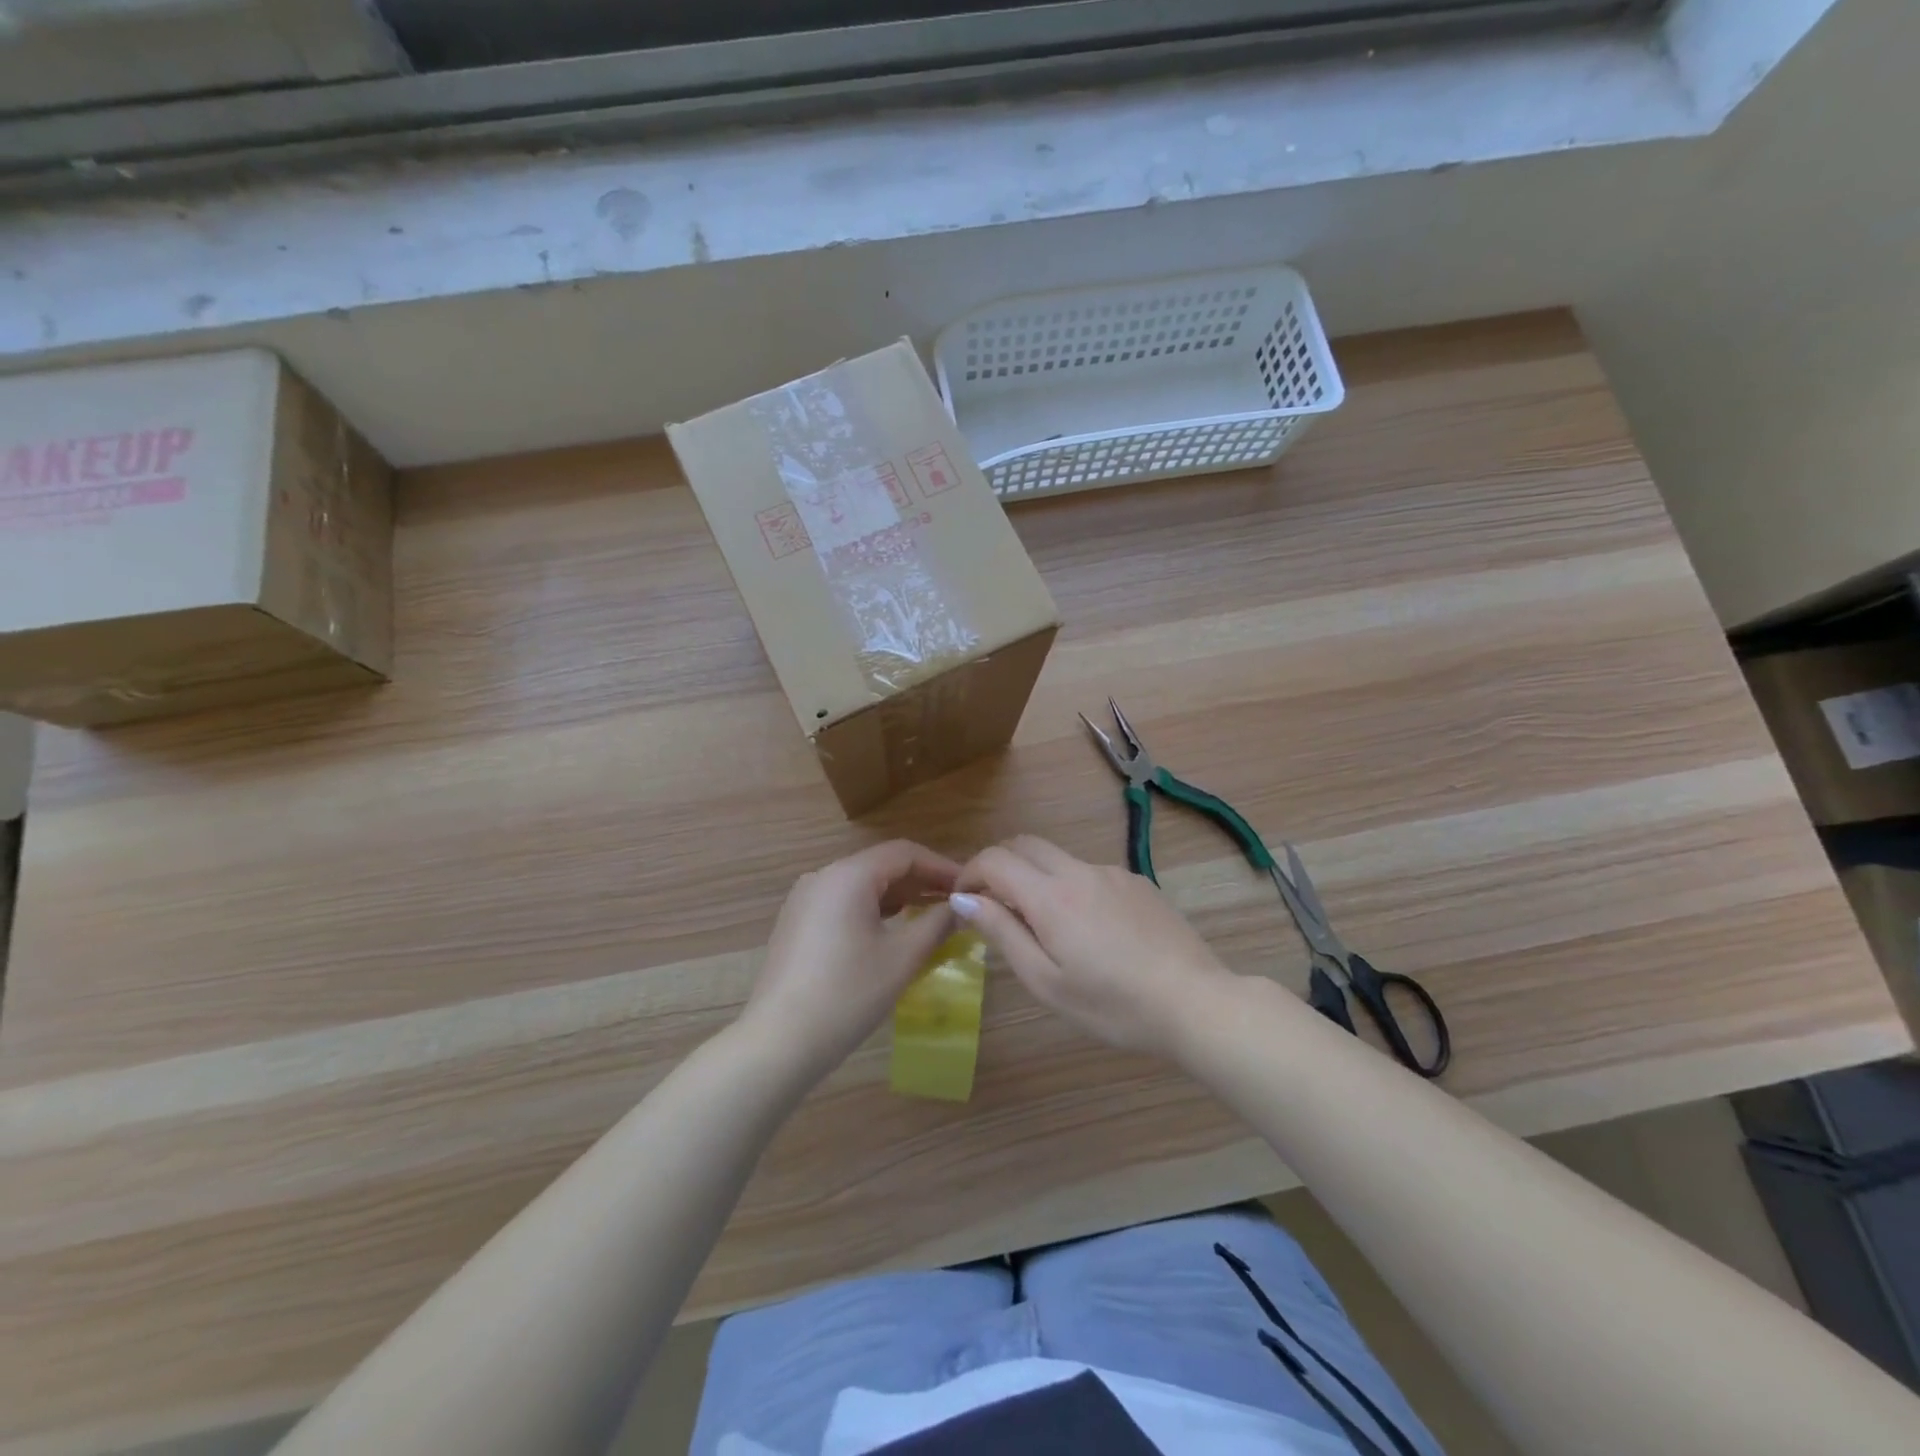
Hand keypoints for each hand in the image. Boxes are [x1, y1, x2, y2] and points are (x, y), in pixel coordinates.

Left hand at [739, 840, 961, 1078]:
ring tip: (930, 917)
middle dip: (920, 881)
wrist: (779, 1042)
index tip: (968, 886)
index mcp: (848, 875)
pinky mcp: (795, 923)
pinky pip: (842, 903)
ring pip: (861, 885)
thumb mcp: (902, 958)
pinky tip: (891, 931)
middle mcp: (823, 877)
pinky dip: (872, 910)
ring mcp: (804, 900)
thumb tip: (961, 906)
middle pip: (881, 865)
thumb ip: (937, 924)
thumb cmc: (848, 994)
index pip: (904, 853)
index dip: (940, 865)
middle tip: (955, 903)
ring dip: (898, 896)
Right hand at [952, 836, 1236, 1055]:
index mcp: (1051, 895)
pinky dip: (1070, 887)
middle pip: (1025, 844)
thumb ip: (1002, 933)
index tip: (962, 900)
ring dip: (1036, 877)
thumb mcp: (1046, 980)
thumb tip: (963, 898)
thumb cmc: (1112, 1004)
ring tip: (1044, 927)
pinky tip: (1090, 931)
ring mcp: (1113, 873)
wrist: (1195, 1002)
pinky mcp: (1139, 883)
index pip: (995, 859)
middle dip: (999, 865)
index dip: (970, 873)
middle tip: (994, 905)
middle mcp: (1080, 870)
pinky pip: (1090, 873)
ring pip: (1059, 858)